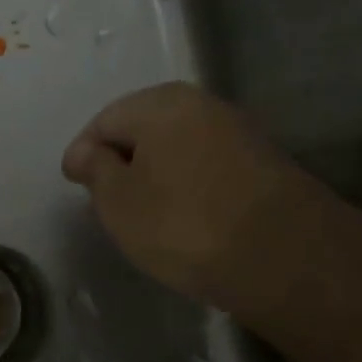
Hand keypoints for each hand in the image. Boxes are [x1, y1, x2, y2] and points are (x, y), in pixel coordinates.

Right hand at [61, 82, 327, 305]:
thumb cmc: (184, 224)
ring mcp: (238, 131)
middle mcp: (202, 104)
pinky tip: (184, 215)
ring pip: (178, 147)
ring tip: (144, 211)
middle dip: (121, 160)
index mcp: (160, 103)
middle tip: (105, 198)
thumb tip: (87, 152)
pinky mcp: (265, 163)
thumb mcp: (118, 201)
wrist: (287, 258)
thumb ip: (95, 170)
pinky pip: (207, 165)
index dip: (83, 152)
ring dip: (156, 172)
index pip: (104, 120)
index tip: (74, 185)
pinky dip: (188, 184)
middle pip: (144, 128)